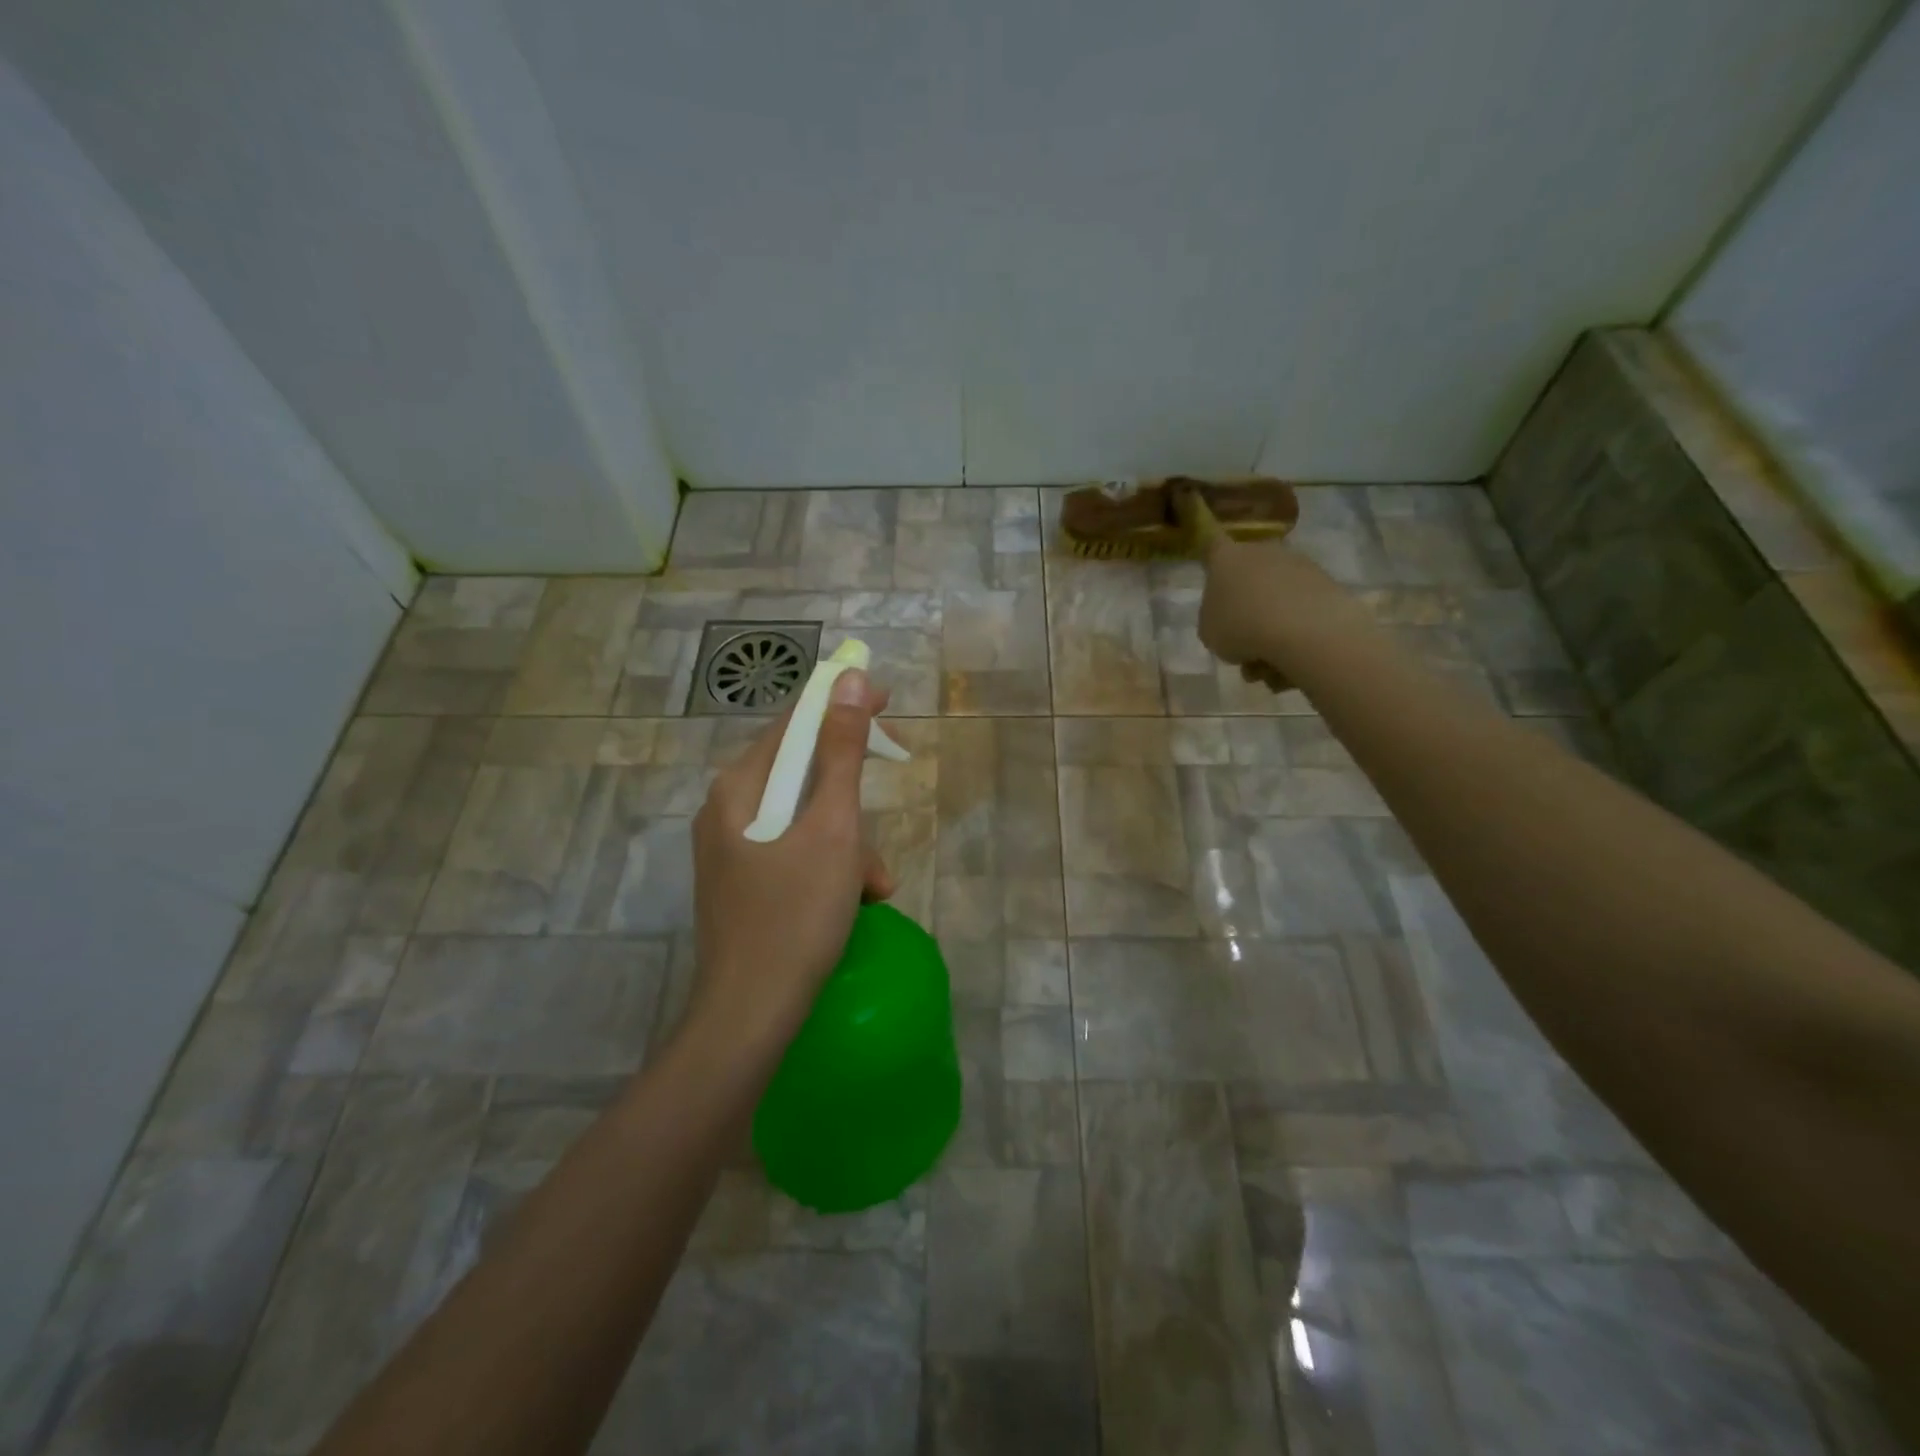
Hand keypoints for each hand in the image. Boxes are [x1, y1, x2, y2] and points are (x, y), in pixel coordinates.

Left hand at [688, 670, 893, 1054]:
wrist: (750, 1018)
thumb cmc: (796, 916)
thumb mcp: (832, 829)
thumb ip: (842, 753)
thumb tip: (850, 682)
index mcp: (738, 789)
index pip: (794, 723)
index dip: (840, 707)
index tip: (887, 705)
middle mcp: (727, 812)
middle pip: (801, 775)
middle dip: (851, 799)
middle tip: (886, 809)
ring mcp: (732, 852)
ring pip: (805, 821)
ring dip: (849, 844)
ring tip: (874, 886)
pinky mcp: (745, 885)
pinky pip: (796, 854)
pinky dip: (830, 868)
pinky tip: (855, 903)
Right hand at [1196, 533, 1365, 690]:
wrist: (1303, 630)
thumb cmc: (1241, 627)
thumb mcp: (1209, 633)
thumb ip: (1213, 621)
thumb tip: (1229, 620)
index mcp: (1226, 559)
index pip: (1212, 545)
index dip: (1209, 555)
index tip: (1211, 570)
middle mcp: (1263, 552)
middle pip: (1249, 578)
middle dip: (1246, 611)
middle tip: (1243, 647)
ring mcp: (1299, 565)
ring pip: (1277, 600)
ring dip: (1271, 630)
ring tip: (1268, 669)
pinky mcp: (1328, 583)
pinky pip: (1302, 611)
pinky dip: (1296, 634)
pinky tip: (1292, 663)